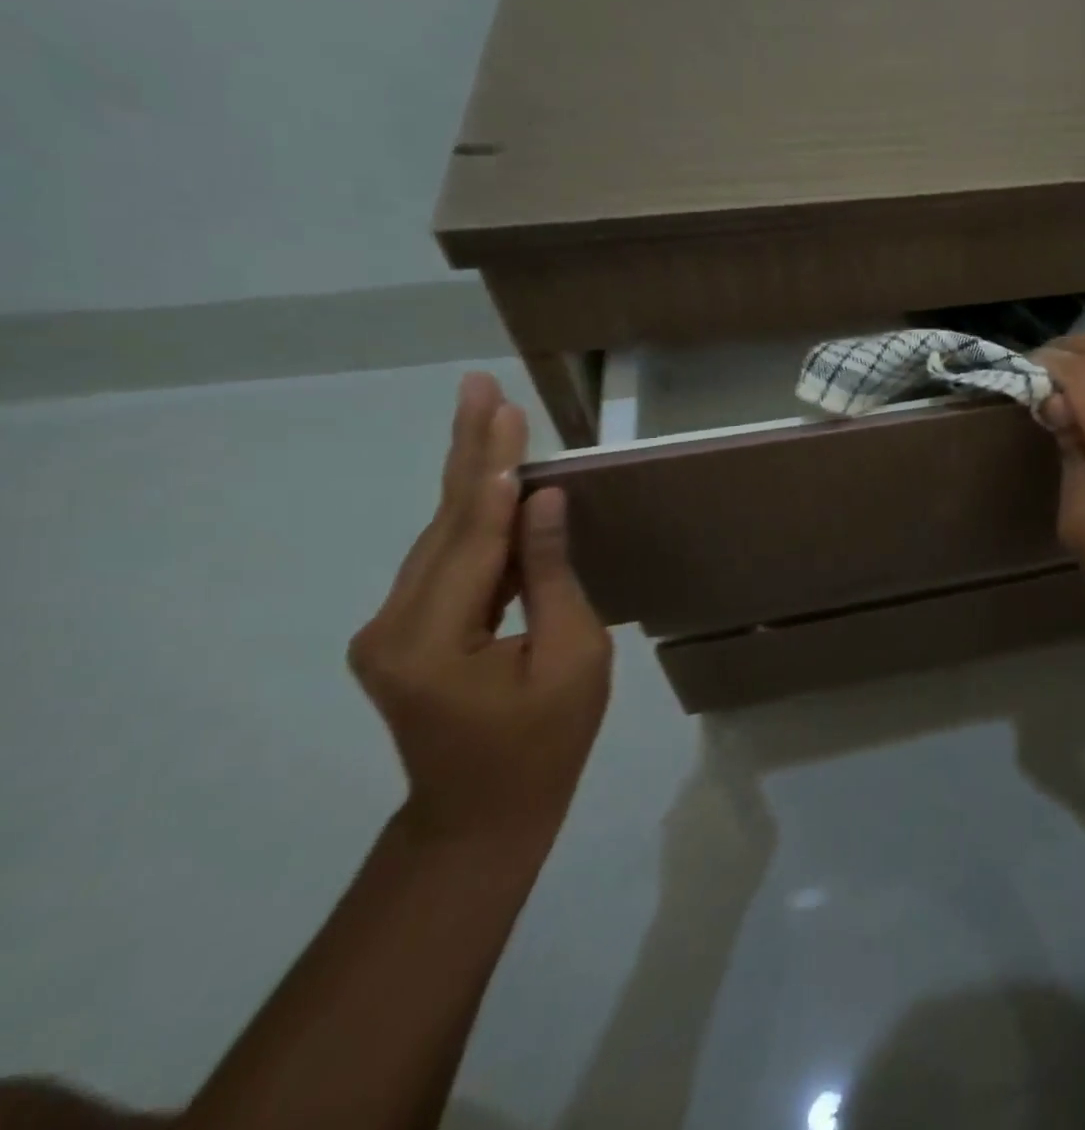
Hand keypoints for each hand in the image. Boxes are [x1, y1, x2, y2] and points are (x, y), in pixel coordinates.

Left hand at [349, 373, 611, 841]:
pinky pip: (446, 562)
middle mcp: (392, 624)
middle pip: (445, 523)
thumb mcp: (572, 658)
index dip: (496, 471)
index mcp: (431, 639)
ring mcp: (391, 628)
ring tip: (487, 417)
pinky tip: (494, 483)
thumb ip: (552, 576)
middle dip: (470, 452)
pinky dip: (475, 518)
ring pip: (441, 536)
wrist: (482, 817)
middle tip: (477, 386)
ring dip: (471, 477)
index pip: (474, 534)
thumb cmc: (544, 744)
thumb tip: (545, 503)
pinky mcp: (404, 632)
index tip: (505, 412)